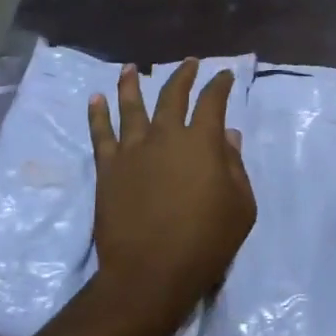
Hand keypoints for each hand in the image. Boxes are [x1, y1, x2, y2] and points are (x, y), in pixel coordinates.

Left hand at [86, 58, 256, 335]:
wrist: (150, 273)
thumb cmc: (205, 242)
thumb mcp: (240, 207)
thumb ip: (235, 167)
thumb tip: (229, 136)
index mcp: (202, 142)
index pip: (212, 102)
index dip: (219, 85)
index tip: (224, 75)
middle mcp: (166, 136)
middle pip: (172, 95)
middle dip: (182, 75)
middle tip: (188, 62)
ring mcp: (133, 150)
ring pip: (131, 107)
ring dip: (131, 84)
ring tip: (130, 68)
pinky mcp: (108, 168)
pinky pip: (100, 134)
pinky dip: (97, 114)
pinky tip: (94, 99)